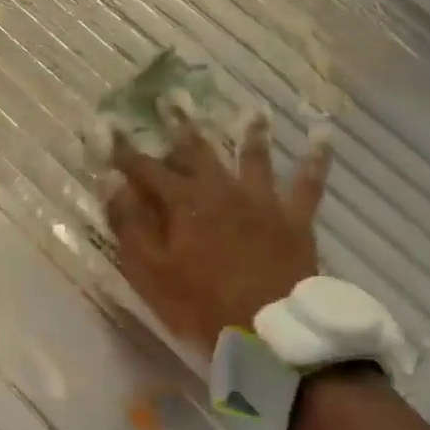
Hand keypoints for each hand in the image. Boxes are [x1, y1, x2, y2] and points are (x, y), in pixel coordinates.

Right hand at [105, 117, 329, 349]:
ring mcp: (262, 200)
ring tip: (253, 109)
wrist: (270, 330)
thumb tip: (110, 182)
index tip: (108, 127)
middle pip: (198, 151)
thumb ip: (130, 223)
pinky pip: (308, 183)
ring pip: (254, 157)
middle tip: (173, 99)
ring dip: (251, 132)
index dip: (124, 150)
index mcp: (183, 203)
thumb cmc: (200, 304)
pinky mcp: (294, 217)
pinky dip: (315, 160)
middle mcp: (222, 189)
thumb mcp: (151, 270)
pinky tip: (321, 137)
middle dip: (182, 125)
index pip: (145, 169)